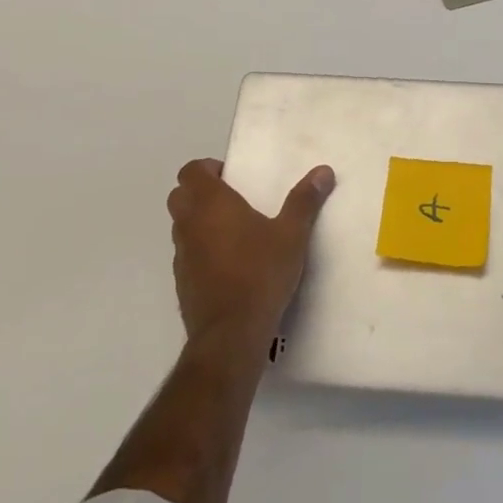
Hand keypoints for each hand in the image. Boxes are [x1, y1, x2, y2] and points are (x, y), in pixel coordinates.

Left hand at [168, 158, 335, 346]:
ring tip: (234, 232)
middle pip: (180, 195)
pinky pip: (187, 254)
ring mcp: (181, 255)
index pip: (190, 171)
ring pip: (181, 226)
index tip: (233, 178)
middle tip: (233, 200)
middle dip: (200, 192)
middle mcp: (189, 224)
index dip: (208, 169)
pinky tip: (229, 264)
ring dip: (199, 221)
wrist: (231, 333)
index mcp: (211, 204)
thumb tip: (323, 171)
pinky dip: (201, 250)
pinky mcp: (182, 282)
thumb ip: (304, 200)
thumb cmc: (261, 273)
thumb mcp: (292, 234)